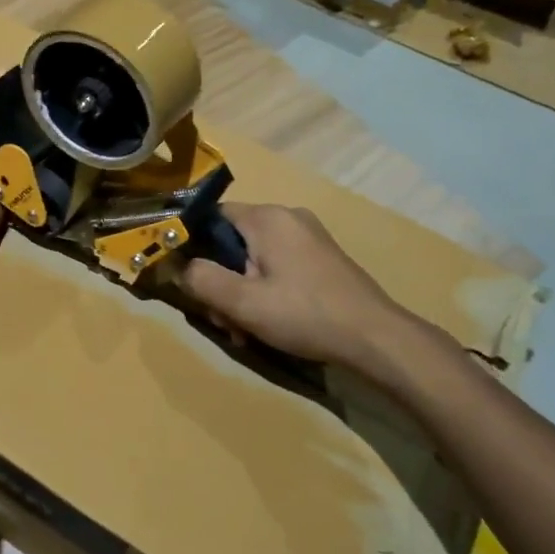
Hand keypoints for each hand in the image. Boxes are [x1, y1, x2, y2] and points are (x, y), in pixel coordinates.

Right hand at [174, 203, 458, 388]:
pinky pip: (278, 265)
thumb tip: (179, 265)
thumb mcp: (243, 302)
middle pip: (233, 241)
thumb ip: (202, 280)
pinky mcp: (321, 258)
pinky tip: (269, 322)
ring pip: (254, 257)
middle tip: (222, 318)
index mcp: (267, 218)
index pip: (211, 216)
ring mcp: (308, 237)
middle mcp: (287, 217)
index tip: (187, 278)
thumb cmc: (304, 314)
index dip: (192, 244)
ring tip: (245, 329)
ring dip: (242, 291)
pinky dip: (265, 290)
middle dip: (221, 279)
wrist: (376, 337)